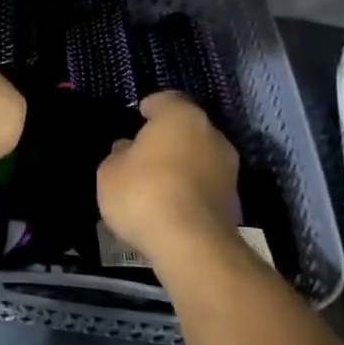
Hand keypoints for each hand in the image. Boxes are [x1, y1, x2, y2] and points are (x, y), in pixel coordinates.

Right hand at [97, 91, 239, 264]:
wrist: (191, 244)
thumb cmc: (143, 194)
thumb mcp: (110, 172)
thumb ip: (119, 155)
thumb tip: (128, 149)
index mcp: (181, 117)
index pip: (167, 100)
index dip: (151, 107)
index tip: (139, 115)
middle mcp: (212, 135)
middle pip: (187, 128)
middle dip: (168, 137)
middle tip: (144, 152)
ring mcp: (228, 168)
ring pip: (200, 156)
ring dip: (182, 164)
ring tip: (158, 182)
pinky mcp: (234, 200)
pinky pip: (206, 184)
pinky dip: (191, 188)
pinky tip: (172, 204)